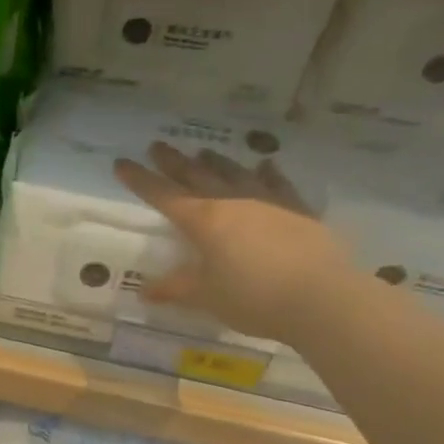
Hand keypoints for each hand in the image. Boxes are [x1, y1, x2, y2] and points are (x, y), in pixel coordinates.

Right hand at [115, 142, 353, 344]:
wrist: (322, 297)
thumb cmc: (254, 298)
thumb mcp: (207, 297)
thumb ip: (176, 289)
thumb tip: (145, 291)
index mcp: (204, 221)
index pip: (163, 195)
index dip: (140, 180)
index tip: (122, 163)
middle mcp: (232, 202)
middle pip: (196, 176)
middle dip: (173, 162)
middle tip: (157, 145)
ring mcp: (267, 202)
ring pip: (234, 173)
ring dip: (216, 162)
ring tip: (202, 151)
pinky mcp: (297, 211)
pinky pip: (278, 183)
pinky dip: (267, 173)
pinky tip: (264, 164)